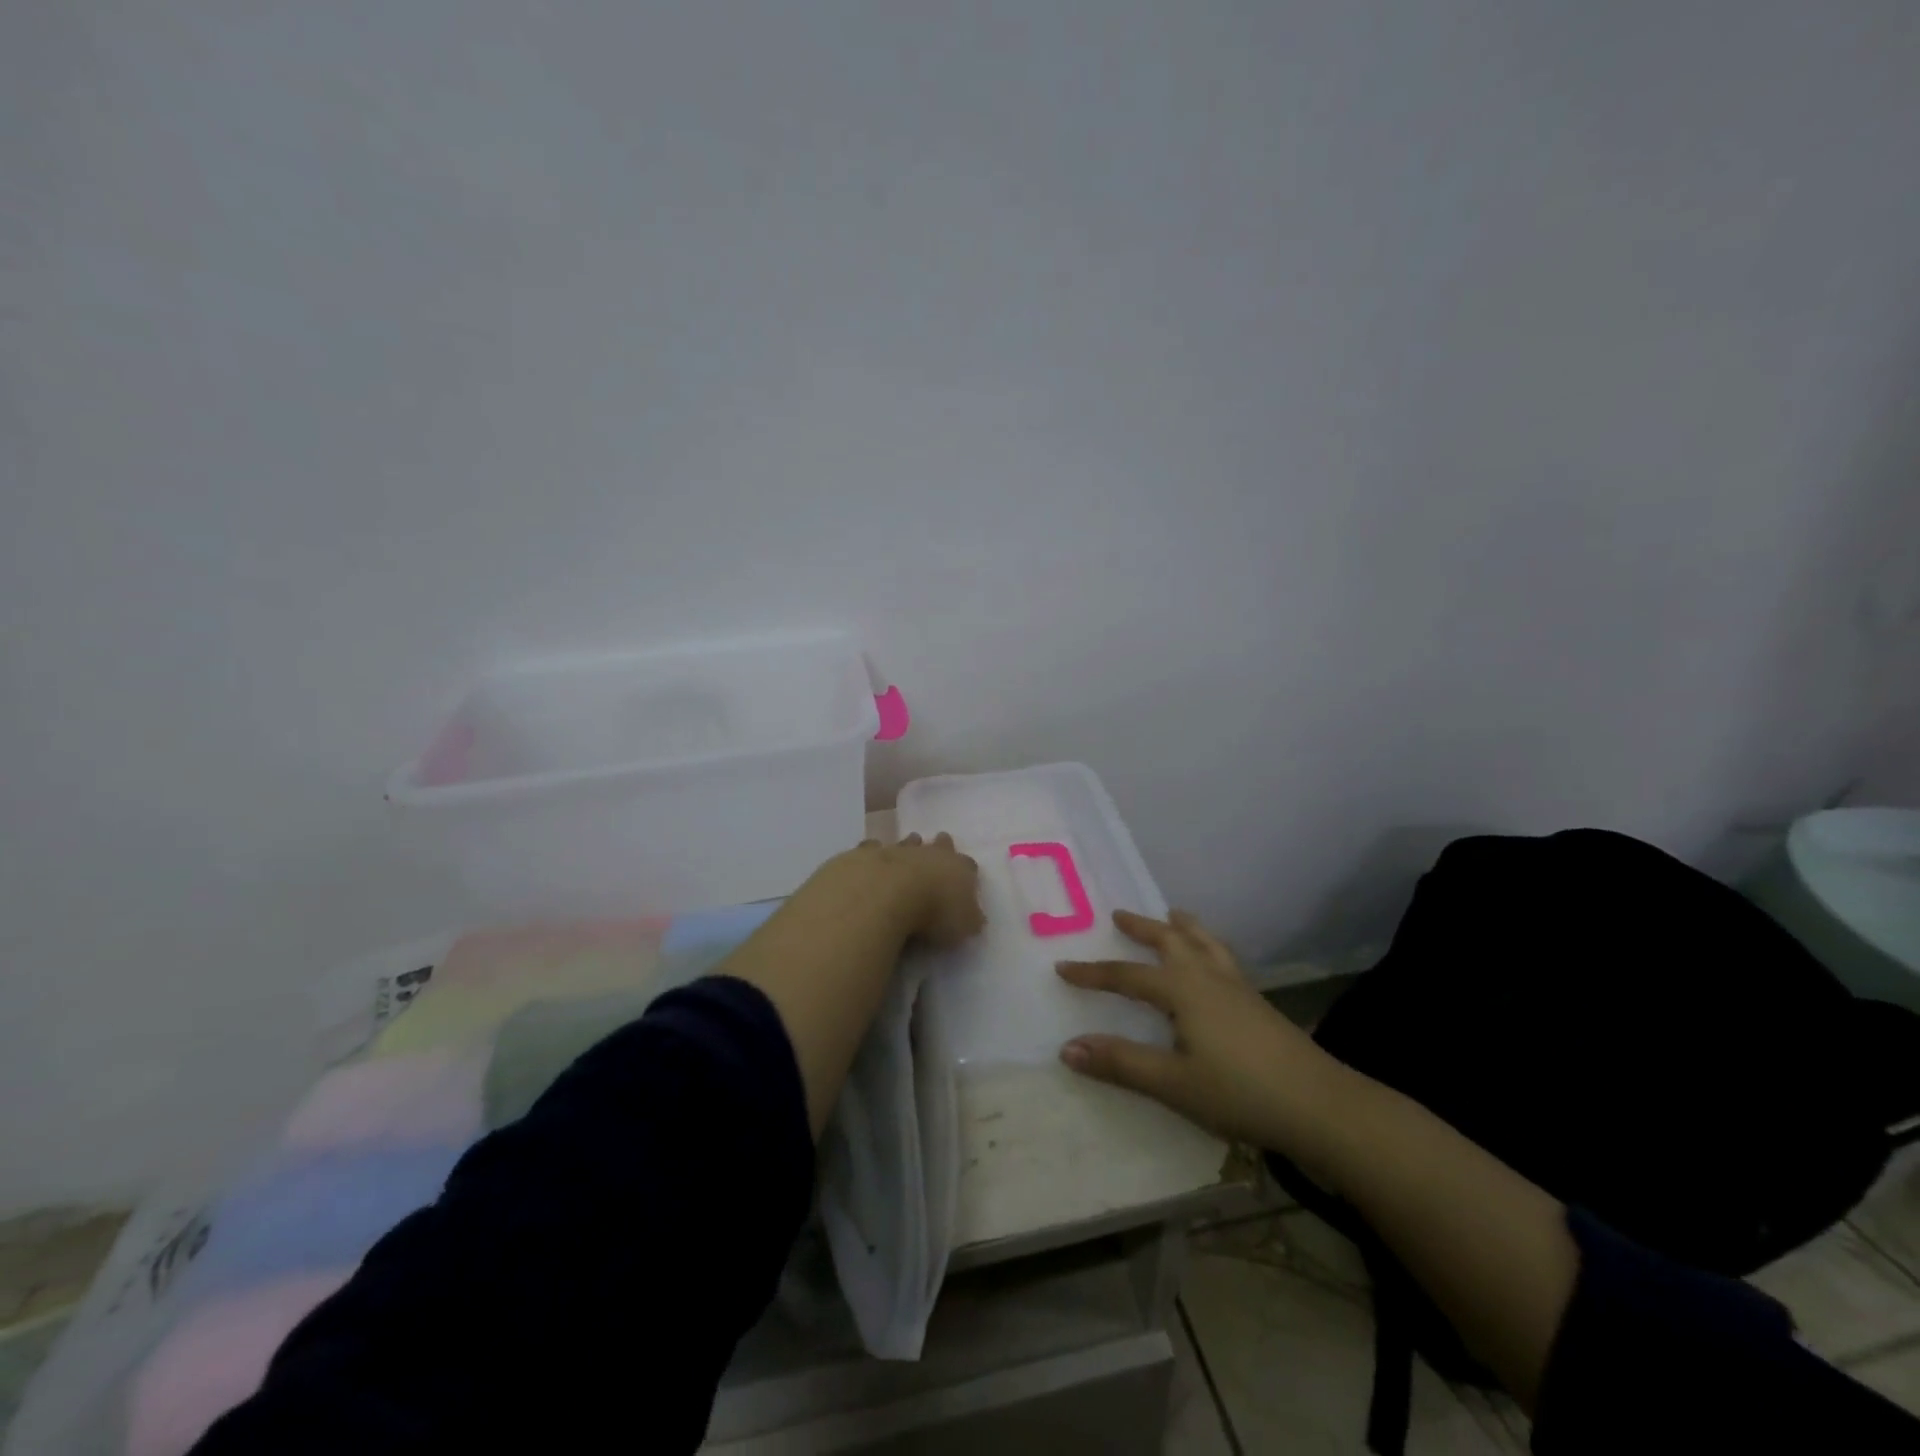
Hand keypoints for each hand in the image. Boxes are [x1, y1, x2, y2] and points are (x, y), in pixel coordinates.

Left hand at [835, 832, 983, 948]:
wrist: (886, 893)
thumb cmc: (933, 912)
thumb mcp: (962, 926)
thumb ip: (969, 920)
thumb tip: (975, 918)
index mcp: (958, 869)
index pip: (968, 865)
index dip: (967, 869)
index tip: (965, 872)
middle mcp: (930, 854)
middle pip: (940, 844)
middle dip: (941, 845)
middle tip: (940, 844)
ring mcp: (898, 850)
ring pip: (907, 842)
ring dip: (909, 844)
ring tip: (909, 844)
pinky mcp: (868, 854)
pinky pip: (872, 848)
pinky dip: (873, 852)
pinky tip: (869, 858)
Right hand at [1056, 909, 1340, 1149]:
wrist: (1320, 1105)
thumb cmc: (1240, 1093)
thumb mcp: (1173, 1083)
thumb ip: (1120, 1064)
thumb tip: (1066, 1048)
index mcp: (1183, 990)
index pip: (1126, 976)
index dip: (1093, 973)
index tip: (1063, 966)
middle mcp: (1208, 977)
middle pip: (1170, 940)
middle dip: (1142, 927)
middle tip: (1119, 915)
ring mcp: (1238, 988)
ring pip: (1204, 943)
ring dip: (1182, 927)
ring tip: (1173, 915)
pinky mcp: (1259, 1003)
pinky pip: (1224, 958)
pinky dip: (1208, 946)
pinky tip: (1214, 963)